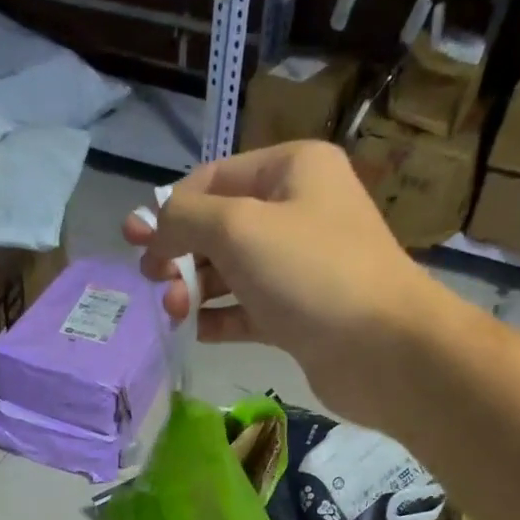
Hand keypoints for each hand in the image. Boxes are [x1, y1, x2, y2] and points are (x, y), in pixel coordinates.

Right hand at [120, 140, 447, 424]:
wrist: (383, 350)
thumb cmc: (311, 273)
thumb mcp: (238, 227)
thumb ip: (185, 218)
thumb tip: (154, 225)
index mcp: (292, 170)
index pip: (214, 178)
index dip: (170, 208)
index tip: (136, 243)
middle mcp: (299, 211)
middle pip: (220, 226)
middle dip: (181, 253)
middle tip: (151, 282)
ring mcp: (301, 267)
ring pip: (233, 271)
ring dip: (195, 289)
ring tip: (172, 311)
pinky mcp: (301, 315)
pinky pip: (249, 310)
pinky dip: (221, 319)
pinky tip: (197, 332)